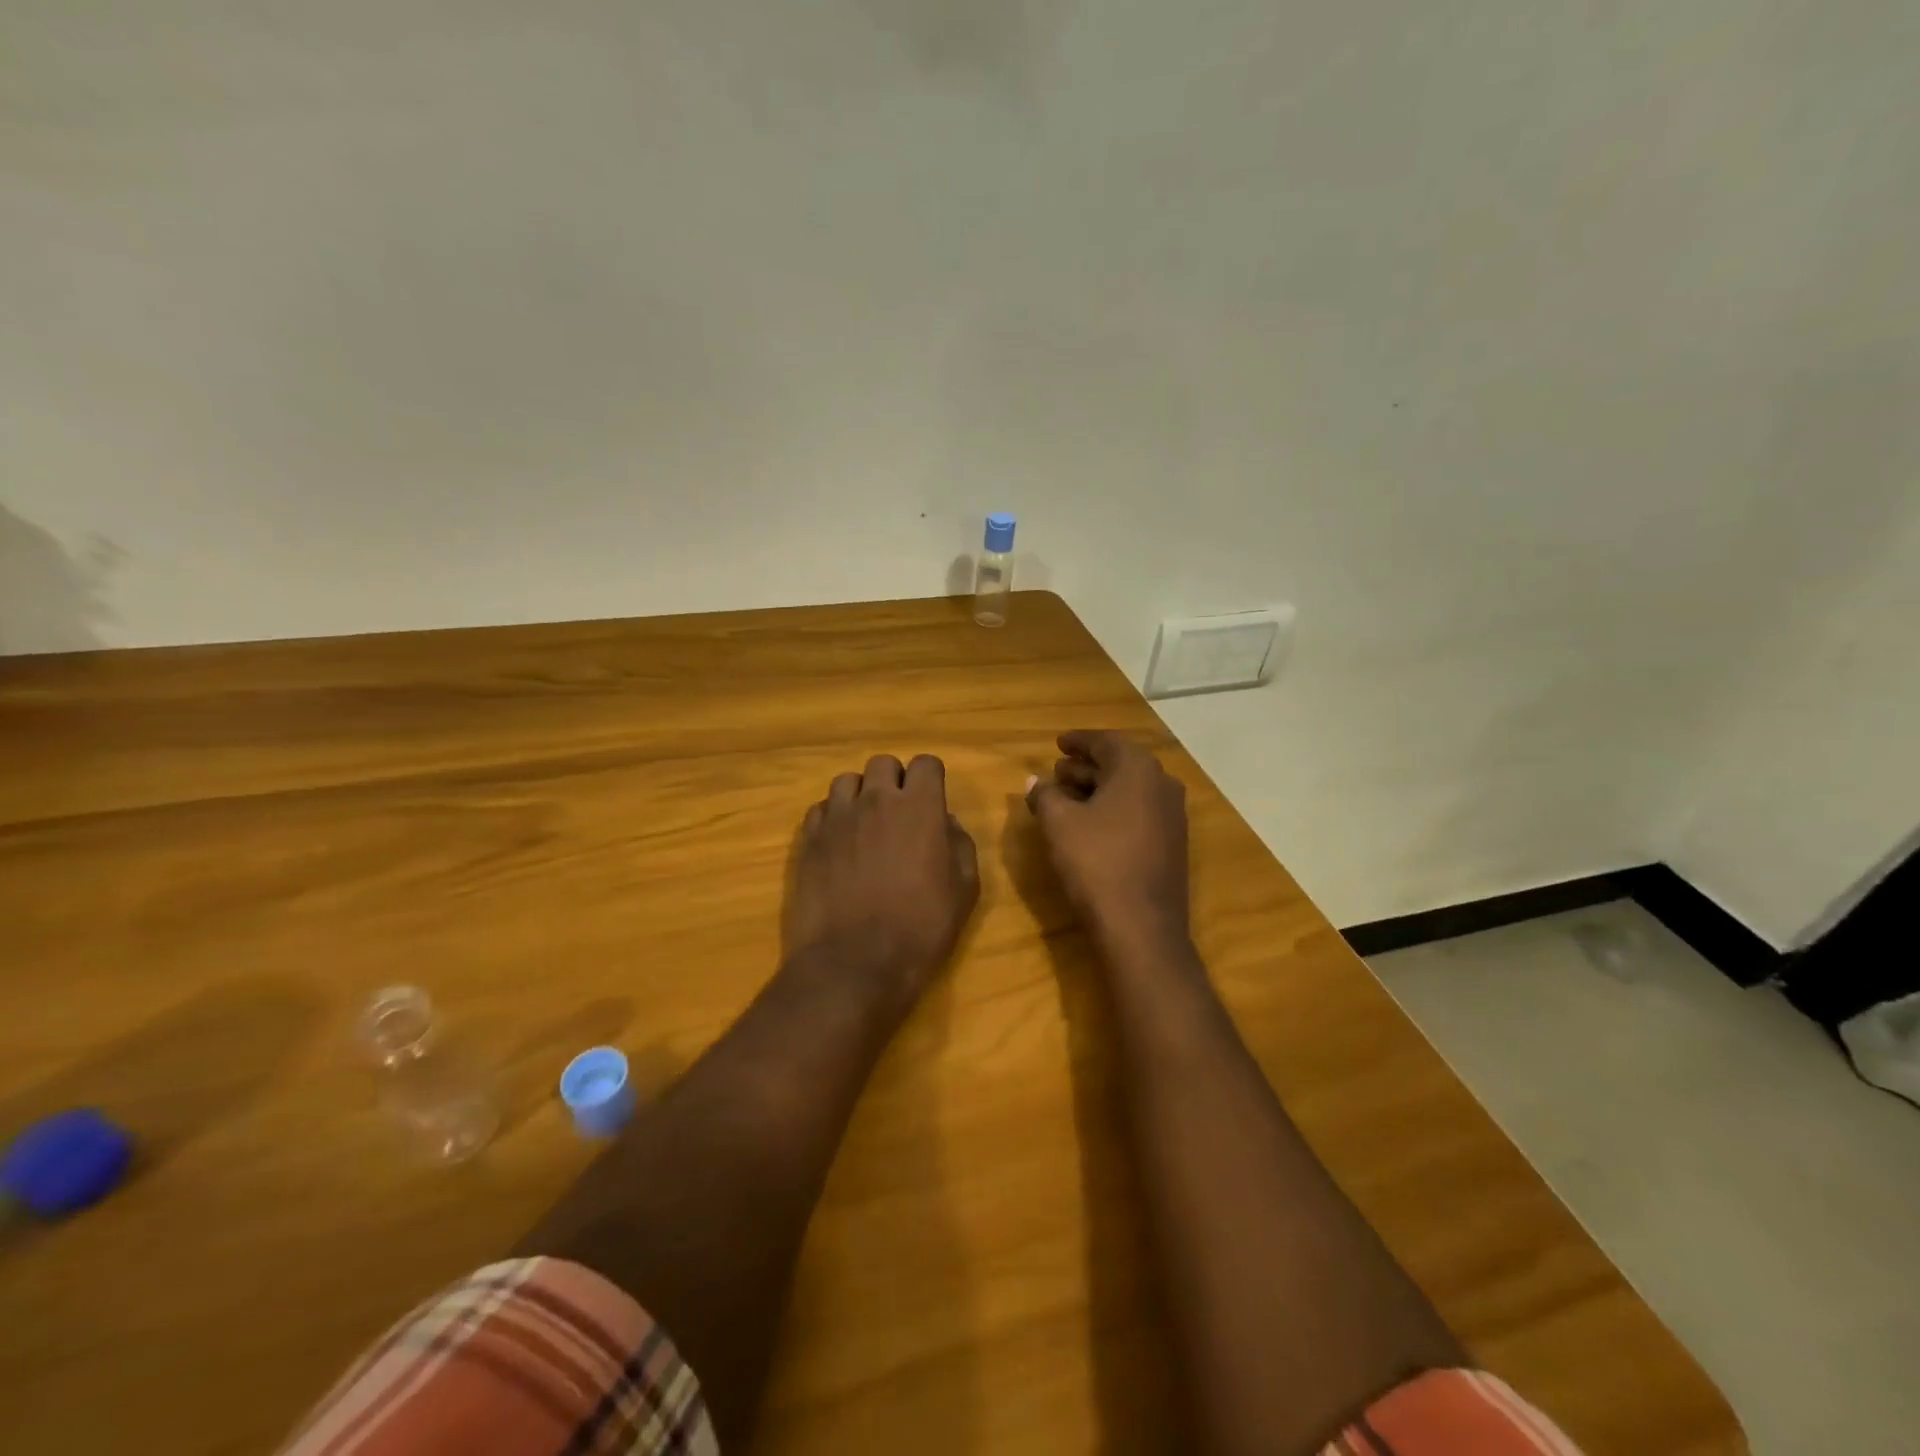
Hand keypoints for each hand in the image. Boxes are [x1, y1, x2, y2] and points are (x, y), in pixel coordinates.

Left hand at [784, 754, 979, 1002]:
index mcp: (919, 807)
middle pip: (883, 764)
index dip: (932, 779)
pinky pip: (820, 809)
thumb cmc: (921, 927)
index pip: (927, 763)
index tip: (933, 801)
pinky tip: (839, 843)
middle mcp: (876, 800)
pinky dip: (833, 817)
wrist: (856, 962)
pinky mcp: (809, 839)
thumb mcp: (964, 889)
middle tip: (900, 813)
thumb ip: (960, 844)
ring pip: (847, 781)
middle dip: (894, 781)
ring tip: (865, 825)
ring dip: (861, 795)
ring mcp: (837, 817)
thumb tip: (945, 822)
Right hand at [1026, 730, 1189, 954]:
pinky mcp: (1172, 844)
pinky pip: (1139, 812)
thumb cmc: (1096, 862)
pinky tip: (1090, 824)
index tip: (1058, 743)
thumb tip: (1034, 782)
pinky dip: (1114, 809)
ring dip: (1098, 788)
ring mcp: (1172, 816)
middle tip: (1057, 771)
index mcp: (1138, 768)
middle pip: (1120, 765)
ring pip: (1130, 790)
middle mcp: (1162, 784)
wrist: (1141, 926)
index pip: (1105, 742)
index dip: (1078, 741)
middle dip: (1086, 766)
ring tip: (1067, 796)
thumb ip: (1044, 795)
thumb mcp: (1059, 823)